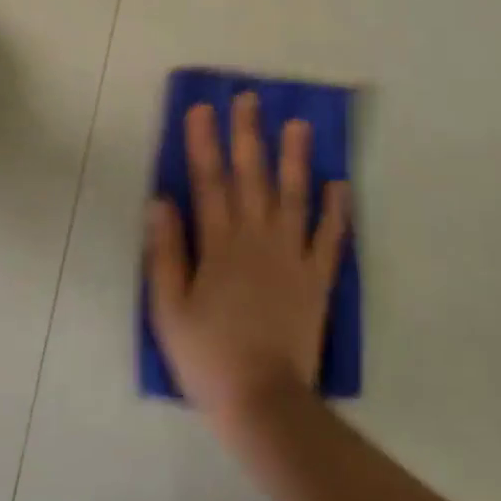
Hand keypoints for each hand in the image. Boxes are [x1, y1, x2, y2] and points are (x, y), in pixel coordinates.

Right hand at [145, 93, 348, 426]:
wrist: (263, 402)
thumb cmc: (208, 356)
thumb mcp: (168, 309)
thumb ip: (165, 252)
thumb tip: (160, 201)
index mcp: (218, 244)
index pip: (208, 181)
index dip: (203, 143)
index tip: (202, 108)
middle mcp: (256, 239)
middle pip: (251, 177)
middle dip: (247, 134)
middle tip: (249, 99)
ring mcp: (291, 257)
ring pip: (293, 196)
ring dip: (295, 158)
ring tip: (299, 124)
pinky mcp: (317, 279)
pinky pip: (329, 238)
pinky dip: (336, 210)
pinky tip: (339, 184)